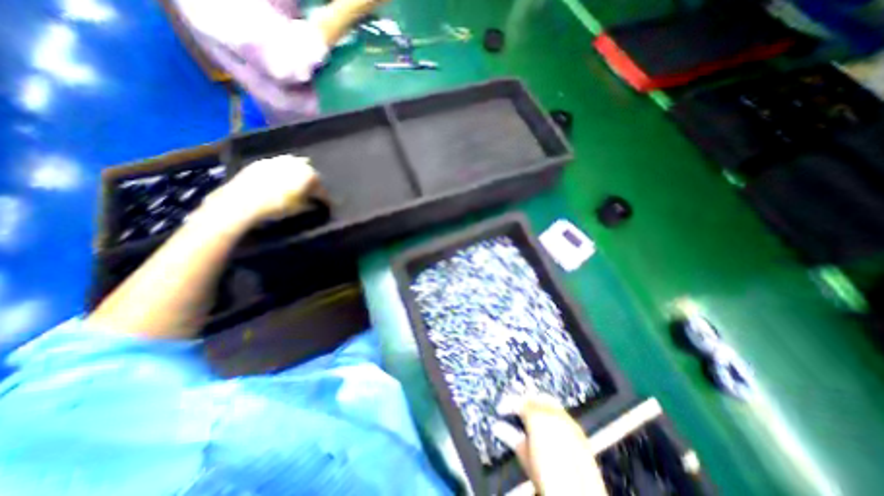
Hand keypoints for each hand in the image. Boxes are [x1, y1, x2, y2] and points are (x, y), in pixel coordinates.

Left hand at [206, 155, 322, 224]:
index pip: (322, 189)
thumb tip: (316, 203)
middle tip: (312, 194)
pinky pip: (279, 166)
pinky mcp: (264, 162)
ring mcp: (279, 160)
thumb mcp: (300, 209)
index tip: (326, 205)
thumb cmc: (277, 206)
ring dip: (298, 176)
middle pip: (310, 175)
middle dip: (312, 184)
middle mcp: (297, 164)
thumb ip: (311, 204)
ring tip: (297, 186)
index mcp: (310, 176)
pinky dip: (283, 173)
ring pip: (294, 167)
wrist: (243, 201)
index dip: (325, 199)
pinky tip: (280, 181)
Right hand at [511, 394, 607, 493]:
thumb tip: (499, 426)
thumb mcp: (525, 457)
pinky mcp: (579, 431)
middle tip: (515, 410)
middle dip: (523, 401)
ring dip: (538, 406)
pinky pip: (561, 413)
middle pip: (534, 397)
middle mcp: (553, 413)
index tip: (501, 410)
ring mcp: (567, 420)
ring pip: (548, 402)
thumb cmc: (548, 479)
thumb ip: (511, 437)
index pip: (519, 401)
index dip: (508, 404)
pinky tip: (547, 426)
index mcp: (537, 416)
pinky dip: (551, 414)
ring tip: (530, 416)